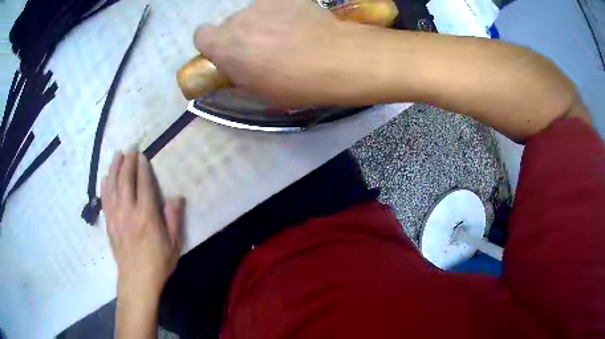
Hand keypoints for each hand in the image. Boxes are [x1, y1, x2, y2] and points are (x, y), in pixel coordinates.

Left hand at [101, 152, 184, 300]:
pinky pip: (105, 201)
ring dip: (114, 169)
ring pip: (113, 187)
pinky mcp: (109, 224)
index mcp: (146, 216)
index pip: (143, 185)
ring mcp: (116, 217)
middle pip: (125, 181)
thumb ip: (174, 219)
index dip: (142, 168)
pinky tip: (105, 179)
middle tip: (129, 151)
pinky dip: (104, 187)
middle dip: (127, 163)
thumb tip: (176, 197)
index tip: (141, 156)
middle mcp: (129, 212)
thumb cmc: (158, 263)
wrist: (137, 281)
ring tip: (116, 156)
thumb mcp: (174, 243)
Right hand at [194, 0, 383, 106]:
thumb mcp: (258, 91)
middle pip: (231, 24)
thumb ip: (238, 73)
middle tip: (265, 48)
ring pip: (254, 13)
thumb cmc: (295, 84)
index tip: (228, 52)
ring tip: (289, 35)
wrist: (336, 59)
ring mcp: (262, 4)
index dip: (212, 43)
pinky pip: (276, 5)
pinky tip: (301, 24)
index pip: (201, 35)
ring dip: (263, 23)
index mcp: (224, 46)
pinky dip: (283, 12)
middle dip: (242, 35)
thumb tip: (235, 66)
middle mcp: (237, 19)